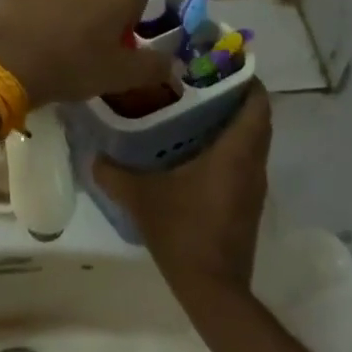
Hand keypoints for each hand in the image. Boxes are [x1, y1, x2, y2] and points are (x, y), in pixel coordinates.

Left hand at [0, 0, 172, 108]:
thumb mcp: (120, 76)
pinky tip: (29, 26)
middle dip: (98, 9)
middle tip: (84, 43)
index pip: (138, 0)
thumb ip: (153, 67)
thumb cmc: (72, 66)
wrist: (8, 60)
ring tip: (52, 36)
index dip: (129, 23)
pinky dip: (39, 1)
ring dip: (68, 2)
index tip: (114, 46)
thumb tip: (173, 63)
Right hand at [94, 82, 270, 298]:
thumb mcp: (140, 197)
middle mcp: (252, 164)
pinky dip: (228, 146)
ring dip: (232, 122)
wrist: (213, 290)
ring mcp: (253, 187)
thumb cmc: (183, 231)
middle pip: (256, 118)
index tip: (220, 61)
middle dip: (234, 95)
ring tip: (193, 108)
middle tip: (199, 80)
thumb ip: (114, 171)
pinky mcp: (247, 204)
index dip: (247, 78)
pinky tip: (194, 149)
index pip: (258, 102)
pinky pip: (244, 161)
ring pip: (251, 141)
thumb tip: (94, 154)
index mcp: (236, 152)